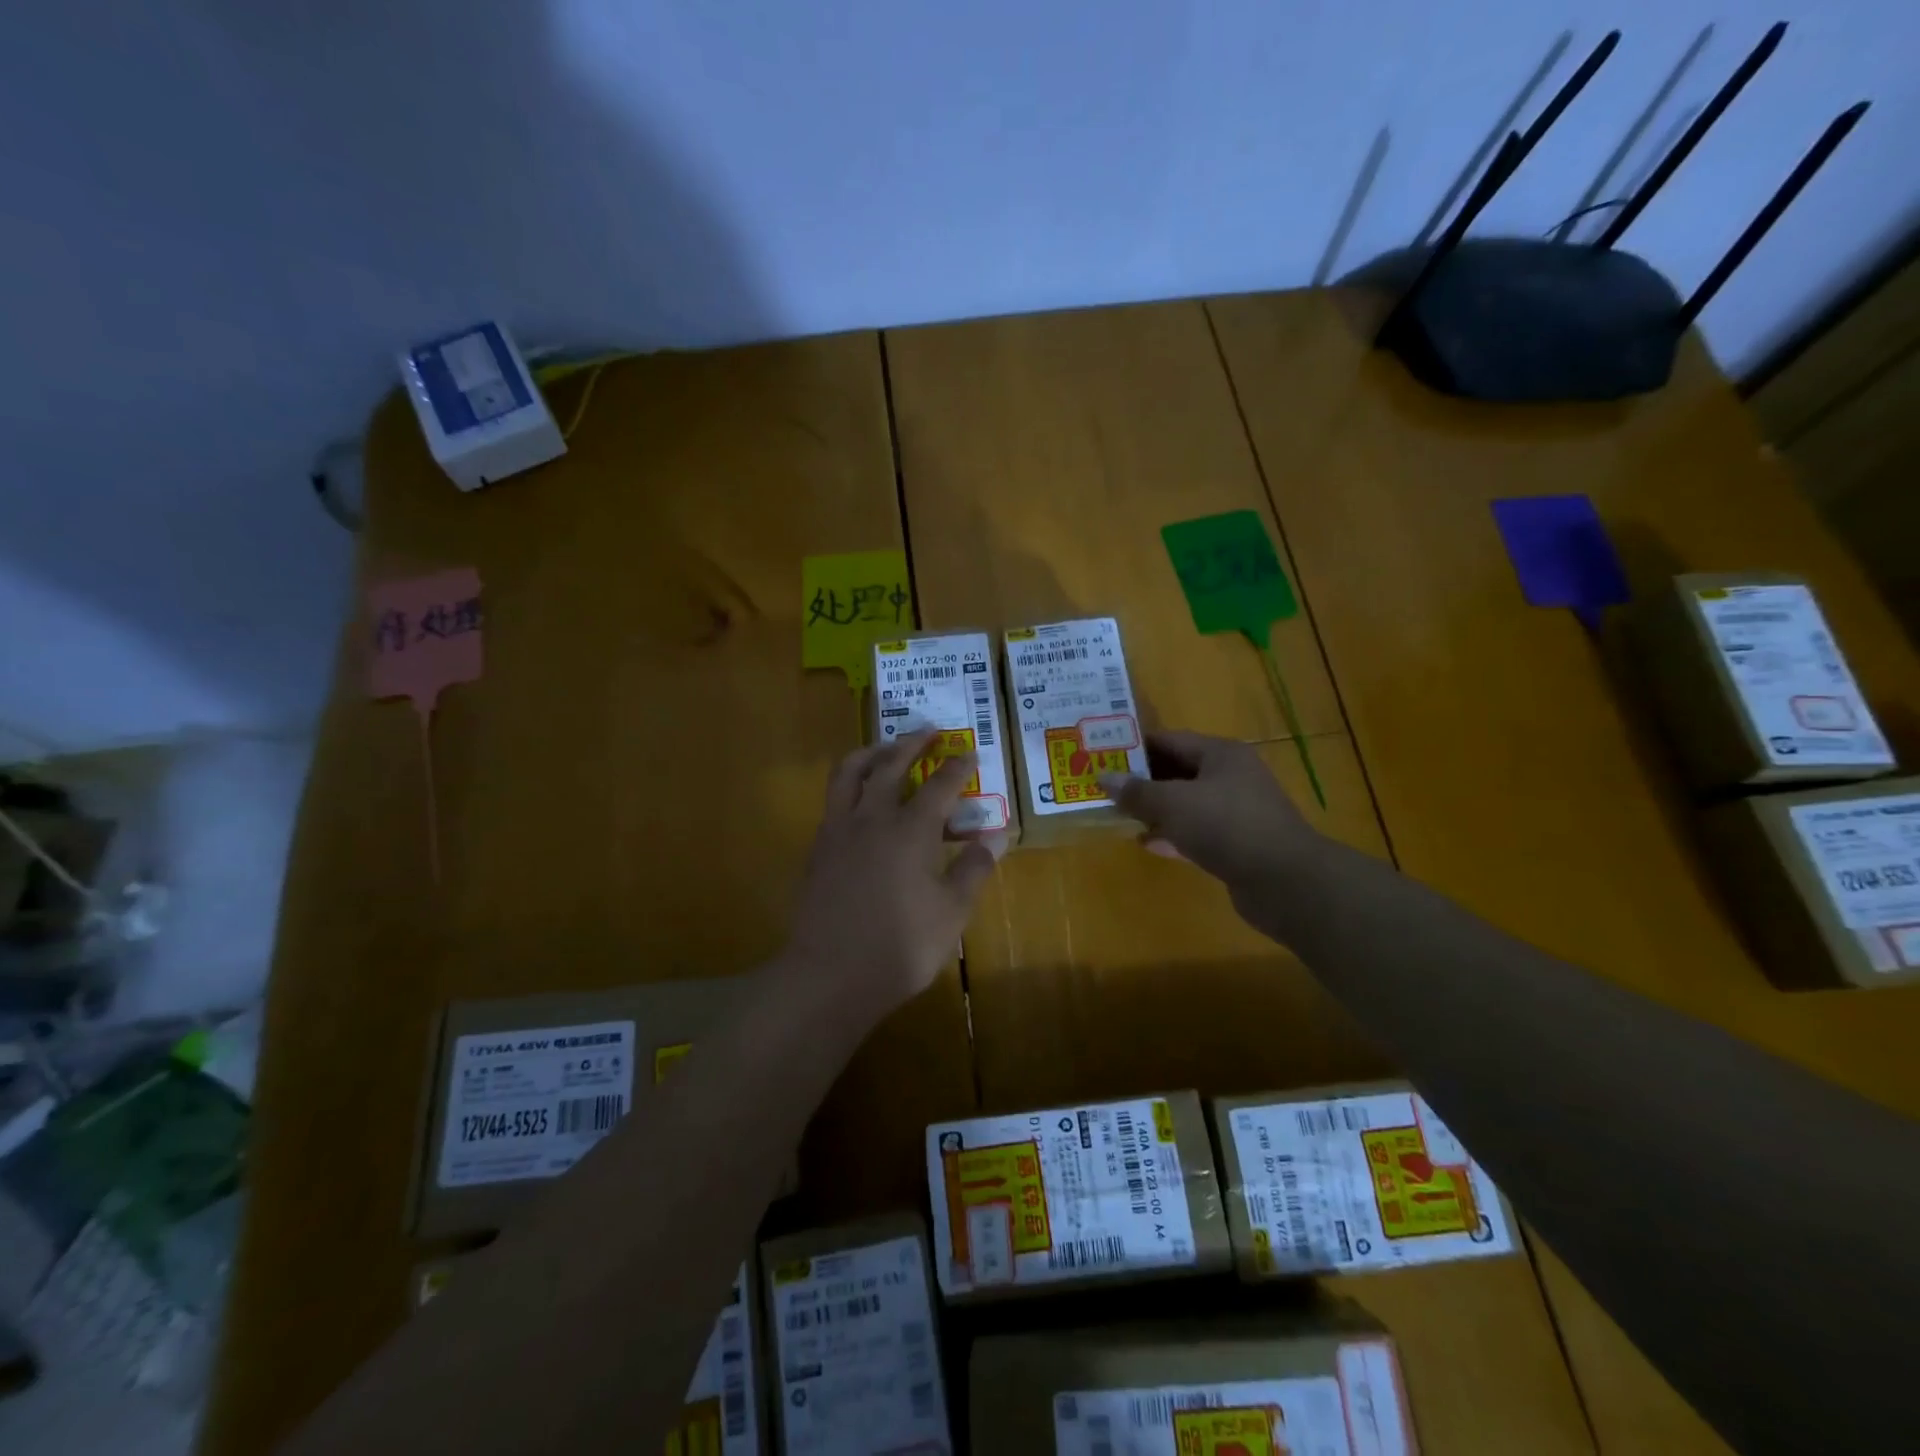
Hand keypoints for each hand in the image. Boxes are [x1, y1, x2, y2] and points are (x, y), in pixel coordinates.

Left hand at [783, 730, 1007, 1022]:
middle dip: (911, 743)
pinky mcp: (818, 848)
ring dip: (871, 753)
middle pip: (890, 764)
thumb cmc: (901, 946)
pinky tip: (860, 800)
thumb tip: (996, 837)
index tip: (970, 753)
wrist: (830, 974)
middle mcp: (872, 818)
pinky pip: (834, 800)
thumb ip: (973, 870)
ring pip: (850, 773)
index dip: (958, 767)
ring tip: (886, 748)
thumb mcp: (952, 913)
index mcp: (910, 830)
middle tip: (928, 731)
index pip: (940, 785)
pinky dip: (851, 785)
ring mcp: (838, 830)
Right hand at [1098, 731, 1321, 897]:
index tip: (1104, 754)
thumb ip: (1137, 791)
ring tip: (1119, 815)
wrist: (1284, 881)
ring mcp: (1237, 812)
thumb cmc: (1226, 826)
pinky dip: (1172, 835)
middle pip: (1178, 771)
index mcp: (1221, 754)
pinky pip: (1197, 832)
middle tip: (1106, 786)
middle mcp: (1231, 777)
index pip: (1171, 739)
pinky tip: (1146, 844)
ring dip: (1156, 809)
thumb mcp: (1173, 803)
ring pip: (1187, 804)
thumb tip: (1103, 777)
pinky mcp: (1237, 844)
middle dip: (1143, 780)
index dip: (1137, 746)